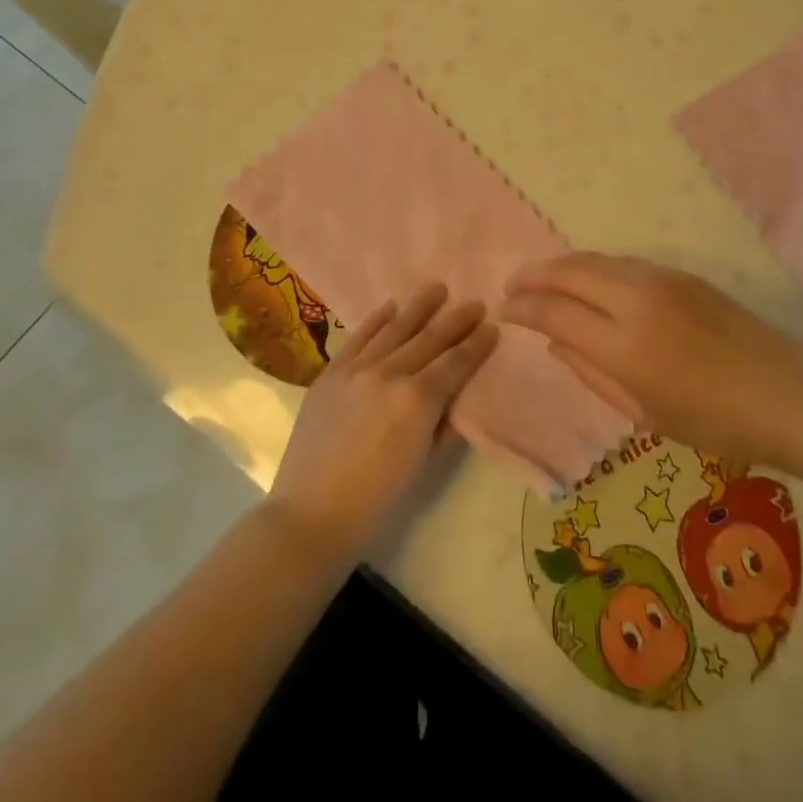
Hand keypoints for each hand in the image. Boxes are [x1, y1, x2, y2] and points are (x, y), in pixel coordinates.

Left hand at [267, 283, 496, 563]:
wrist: (310, 514)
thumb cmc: (376, 502)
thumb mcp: (423, 465)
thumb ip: (443, 424)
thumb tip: (455, 396)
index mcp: (418, 400)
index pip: (456, 363)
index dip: (476, 345)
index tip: (492, 327)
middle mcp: (390, 373)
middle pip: (430, 338)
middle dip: (456, 319)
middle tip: (475, 303)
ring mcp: (357, 368)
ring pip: (395, 328)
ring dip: (419, 307)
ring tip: (437, 288)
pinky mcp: (331, 372)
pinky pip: (358, 337)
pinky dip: (376, 319)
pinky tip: (390, 306)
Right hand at [503, 254, 802, 467]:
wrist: (787, 393)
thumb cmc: (716, 423)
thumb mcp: (645, 413)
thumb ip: (591, 373)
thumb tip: (554, 342)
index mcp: (625, 347)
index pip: (554, 312)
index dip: (522, 309)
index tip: (503, 310)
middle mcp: (636, 301)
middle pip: (568, 272)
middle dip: (533, 276)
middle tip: (512, 286)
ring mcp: (660, 280)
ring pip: (594, 259)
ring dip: (561, 266)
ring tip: (541, 279)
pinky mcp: (679, 273)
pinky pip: (621, 262)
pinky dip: (593, 267)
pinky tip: (587, 280)